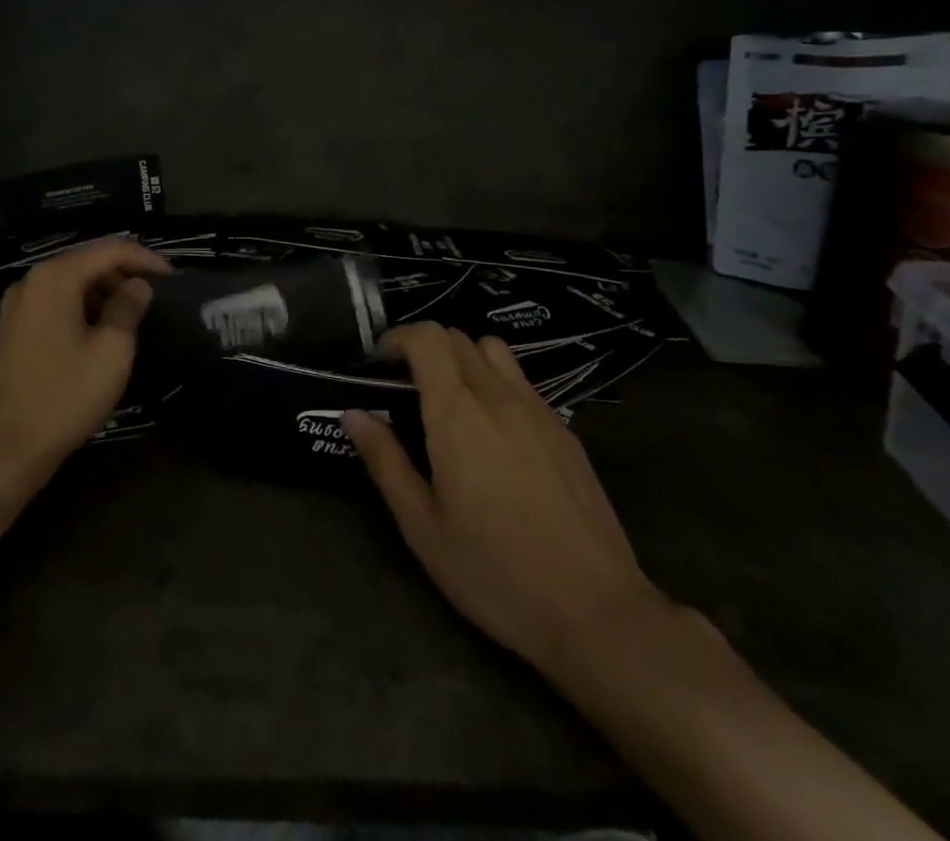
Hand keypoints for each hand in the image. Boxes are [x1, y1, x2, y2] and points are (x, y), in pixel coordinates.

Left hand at [0, 237, 171, 497]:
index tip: (173, 277)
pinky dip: (83, 306)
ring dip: (104, 291)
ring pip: (70, 282)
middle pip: (87, 260)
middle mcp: (31, 281)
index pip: (109, 249)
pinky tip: (102, 329)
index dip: (145, 258)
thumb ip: (128, 309)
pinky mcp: (12, 331)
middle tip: (157, 294)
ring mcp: (17, 306)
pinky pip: (55, 303)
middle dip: (125, 272)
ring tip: (136, 312)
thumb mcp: (111, 352)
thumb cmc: (62, 397)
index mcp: (55, 277)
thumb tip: (138, 285)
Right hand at [343, 322, 666, 679]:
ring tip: (452, 402)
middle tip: (406, 387)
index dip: (398, 337)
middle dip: (425, 348)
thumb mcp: (423, 527)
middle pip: (458, 337)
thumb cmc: (495, 573)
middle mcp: (498, 396)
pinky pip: (523, 383)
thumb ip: (385, 461)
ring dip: (465, 358)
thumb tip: (353, 414)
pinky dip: (497, 385)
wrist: (596, 612)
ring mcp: (539, 411)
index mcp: (458, 413)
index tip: (379, 363)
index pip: (427, 337)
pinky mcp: (566, 432)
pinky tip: (496, 436)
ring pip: (495, 352)